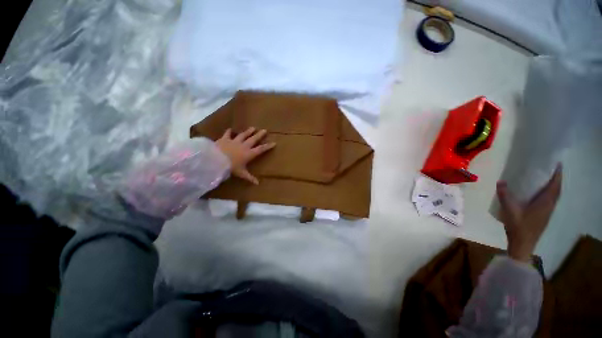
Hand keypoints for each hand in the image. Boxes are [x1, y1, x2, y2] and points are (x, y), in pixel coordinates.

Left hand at [215, 127, 275, 184]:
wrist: (216, 160)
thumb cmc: (231, 167)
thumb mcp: (241, 173)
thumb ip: (250, 177)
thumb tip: (258, 184)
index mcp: (249, 154)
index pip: (261, 149)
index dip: (268, 146)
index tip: (274, 143)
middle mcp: (243, 146)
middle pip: (253, 139)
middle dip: (260, 135)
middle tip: (265, 130)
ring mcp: (234, 141)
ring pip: (243, 135)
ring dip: (248, 131)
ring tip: (253, 127)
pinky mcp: (225, 139)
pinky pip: (227, 134)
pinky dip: (229, 131)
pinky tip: (230, 129)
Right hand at [496, 163, 562, 262]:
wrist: (523, 244)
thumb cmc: (518, 226)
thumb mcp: (509, 210)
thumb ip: (505, 196)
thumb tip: (501, 181)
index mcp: (544, 203)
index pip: (555, 186)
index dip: (557, 175)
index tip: (558, 164)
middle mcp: (549, 206)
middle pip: (557, 190)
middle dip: (556, 179)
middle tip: (551, 168)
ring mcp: (547, 212)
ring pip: (554, 196)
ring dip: (553, 186)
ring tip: (547, 178)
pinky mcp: (543, 216)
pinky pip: (550, 200)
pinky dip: (549, 193)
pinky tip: (540, 193)